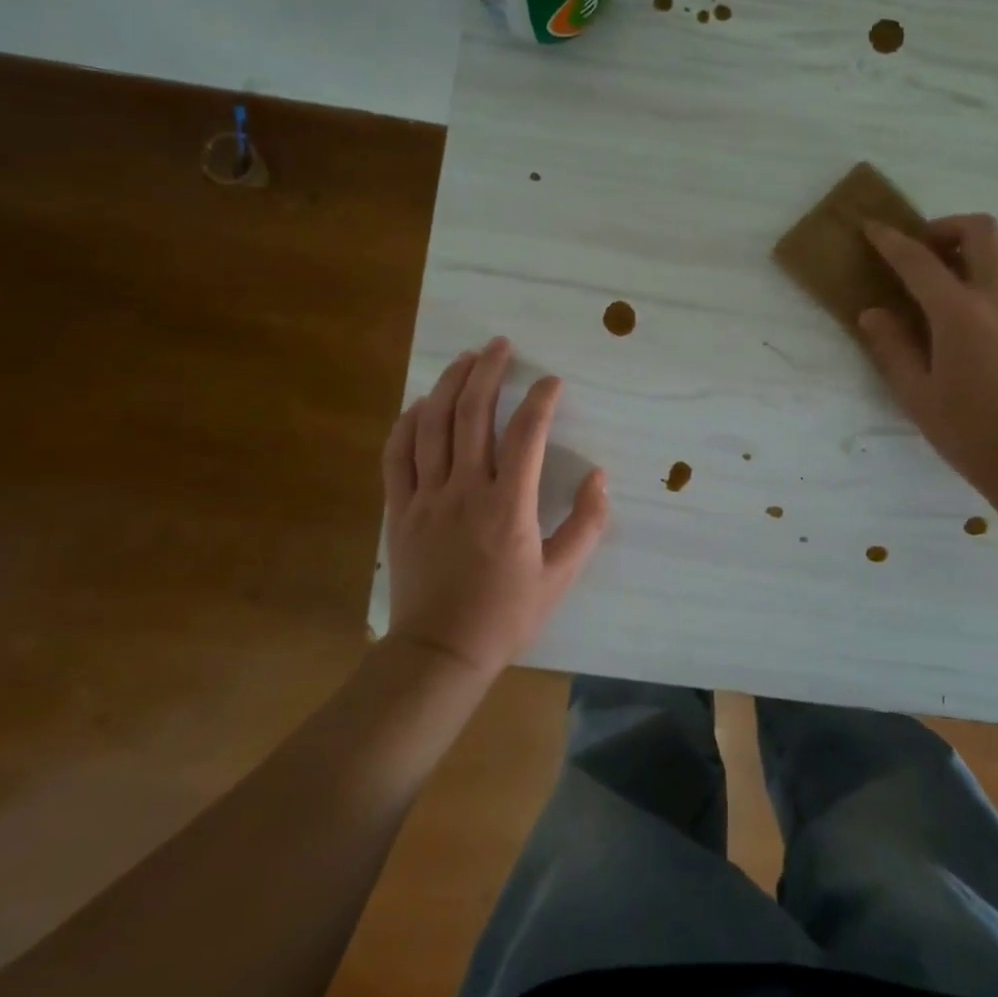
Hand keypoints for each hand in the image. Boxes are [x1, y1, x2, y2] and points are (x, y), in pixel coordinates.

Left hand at [382, 338, 608, 679]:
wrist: (442, 651)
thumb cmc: (507, 614)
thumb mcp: (561, 575)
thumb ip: (587, 524)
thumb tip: (600, 477)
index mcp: (508, 506)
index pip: (527, 435)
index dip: (541, 401)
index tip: (552, 382)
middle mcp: (465, 490)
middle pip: (472, 415)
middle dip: (488, 372)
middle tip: (500, 345)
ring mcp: (426, 497)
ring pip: (432, 426)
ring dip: (449, 385)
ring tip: (465, 359)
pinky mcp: (400, 509)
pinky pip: (397, 455)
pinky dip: (407, 423)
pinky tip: (421, 403)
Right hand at [859, 216, 997, 498]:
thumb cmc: (970, 432)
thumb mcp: (916, 395)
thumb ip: (892, 348)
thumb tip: (872, 313)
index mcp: (960, 315)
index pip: (919, 262)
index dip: (891, 240)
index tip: (873, 227)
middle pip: (982, 231)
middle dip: (947, 227)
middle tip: (926, 251)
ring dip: (982, 247)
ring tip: (959, 275)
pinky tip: (984, 315)